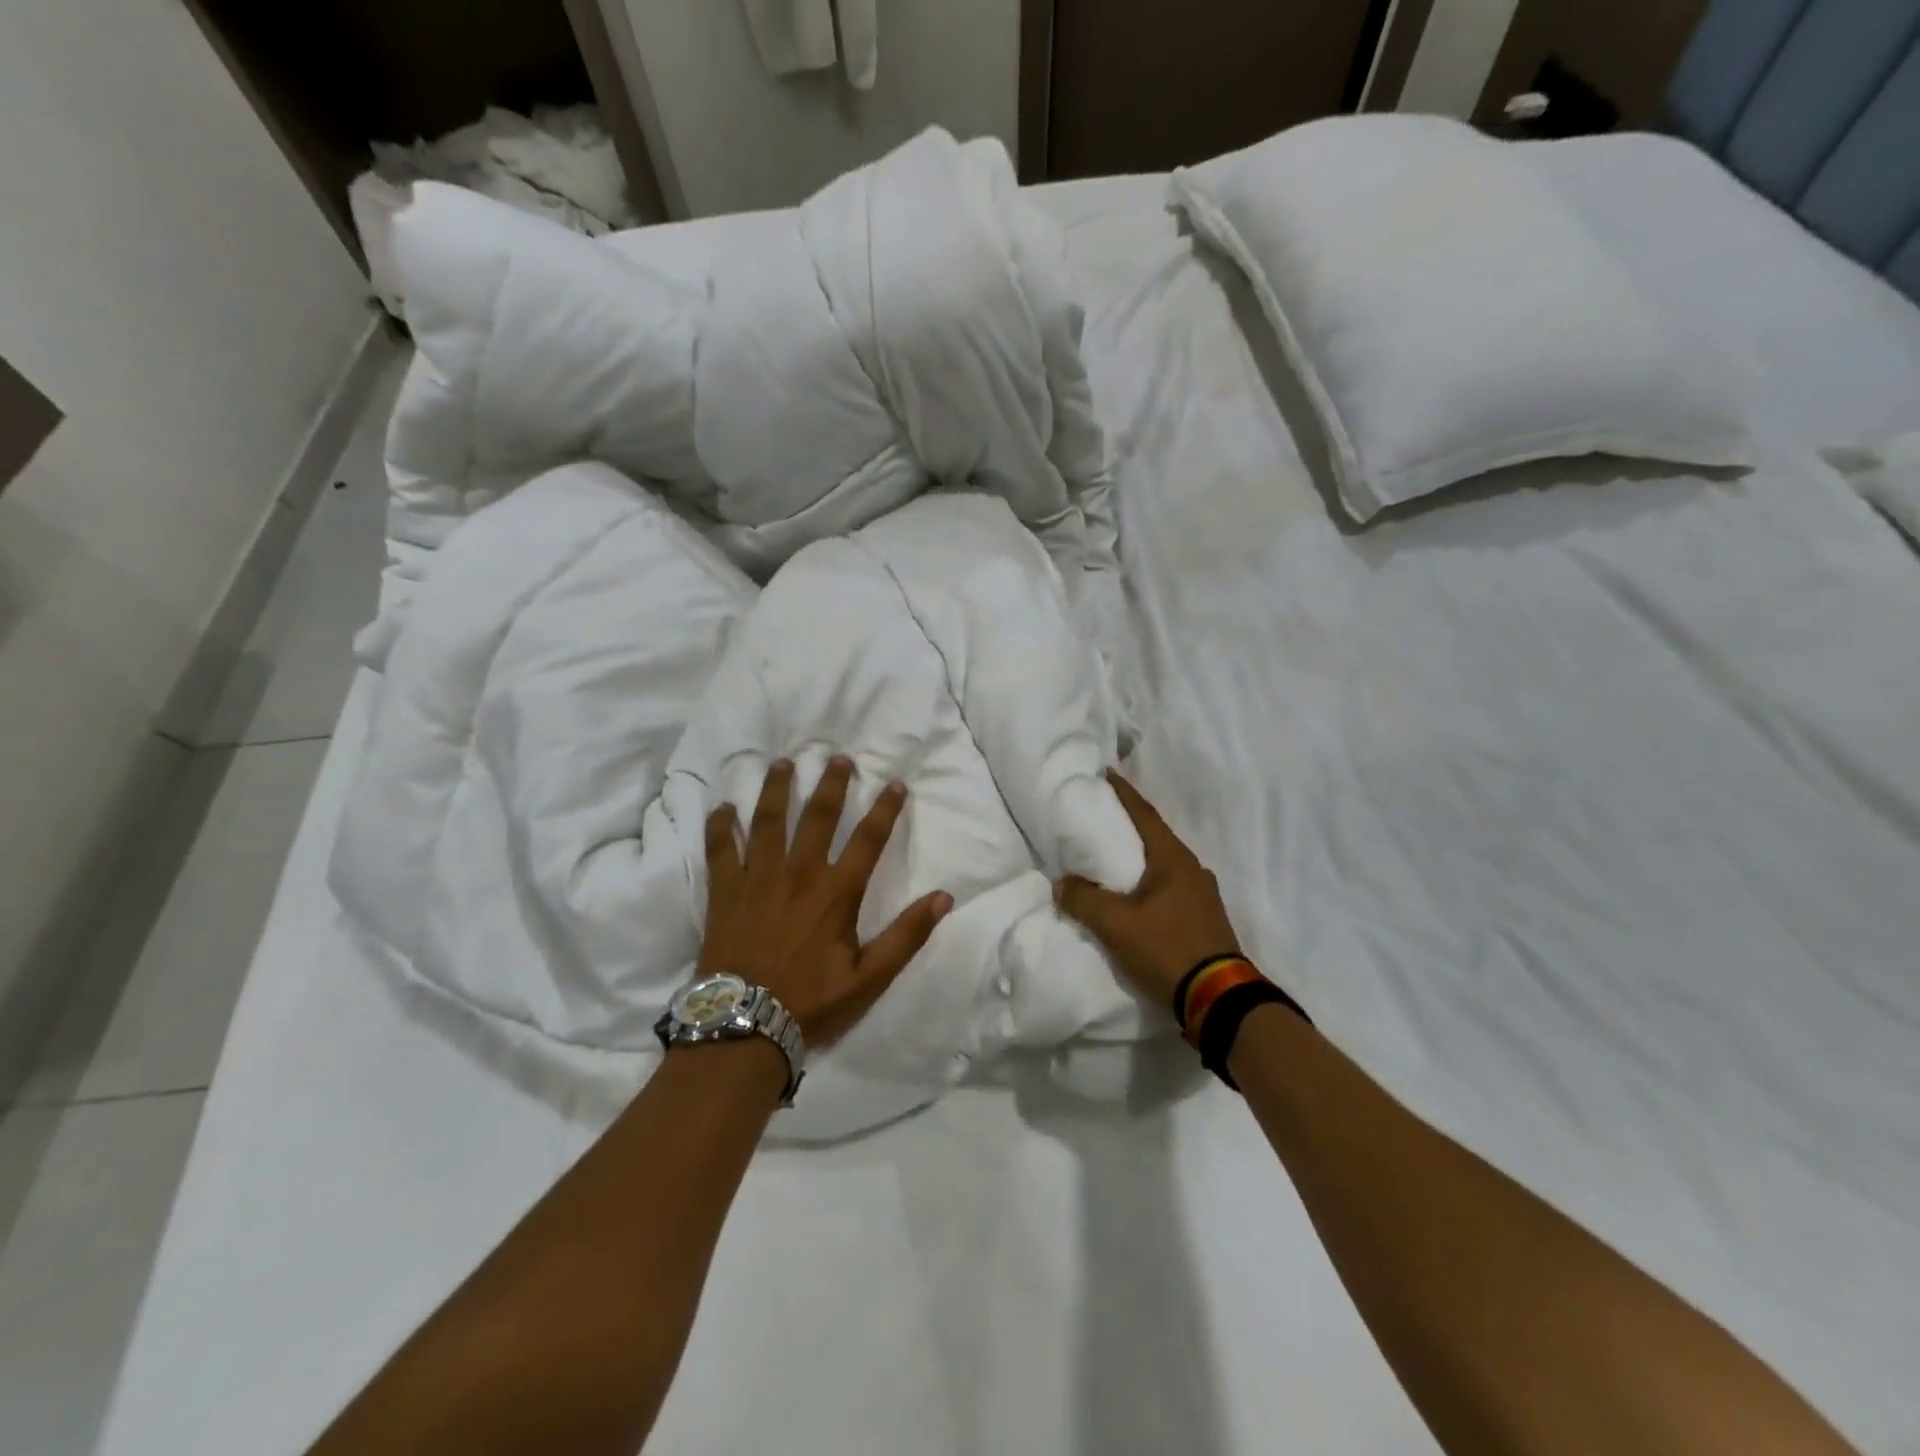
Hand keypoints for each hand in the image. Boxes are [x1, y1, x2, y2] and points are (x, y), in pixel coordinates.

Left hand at [699, 756, 951, 1048]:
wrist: (744, 1025)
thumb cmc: (811, 1001)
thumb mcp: (869, 977)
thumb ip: (906, 935)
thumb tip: (944, 898)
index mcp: (836, 891)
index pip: (868, 839)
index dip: (885, 809)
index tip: (896, 783)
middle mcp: (799, 873)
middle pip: (818, 816)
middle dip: (830, 783)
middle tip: (837, 757)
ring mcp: (757, 878)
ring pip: (768, 821)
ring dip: (776, 789)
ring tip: (782, 763)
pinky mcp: (725, 891)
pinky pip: (719, 849)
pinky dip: (720, 826)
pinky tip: (723, 808)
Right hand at [1054, 771, 1241, 1015]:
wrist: (1219, 1000)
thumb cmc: (1168, 949)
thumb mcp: (1116, 925)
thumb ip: (1084, 900)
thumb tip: (1062, 883)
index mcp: (1174, 860)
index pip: (1144, 815)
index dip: (1124, 793)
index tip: (1106, 773)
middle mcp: (1192, 870)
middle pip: (1155, 837)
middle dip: (1129, 825)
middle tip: (1102, 816)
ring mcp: (1202, 896)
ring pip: (1163, 865)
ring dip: (1139, 857)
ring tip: (1113, 856)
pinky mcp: (1203, 919)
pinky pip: (1169, 888)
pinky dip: (1148, 882)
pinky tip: (1135, 895)